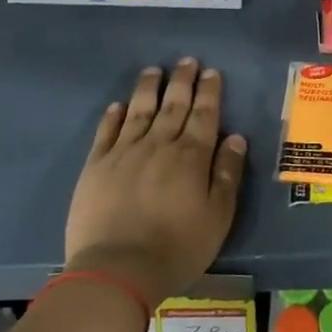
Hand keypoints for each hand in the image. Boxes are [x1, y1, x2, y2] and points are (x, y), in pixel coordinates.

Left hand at [65, 59, 247, 305]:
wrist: (117, 270)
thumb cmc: (177, 247)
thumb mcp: (218, 216)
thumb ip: (227, 174)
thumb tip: (235, 138)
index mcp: (191, 156)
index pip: (204, 114)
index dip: (209, 92)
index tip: (211, 72)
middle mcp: (159, 144)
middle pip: (173, 105)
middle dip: (182, 81)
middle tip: (187, 61)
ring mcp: (124, 153)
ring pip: (139, 110)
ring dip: (149, 88)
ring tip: (154, 70)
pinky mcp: (96, 166)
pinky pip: (106, 132)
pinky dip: (114, 115)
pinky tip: (118, 105)